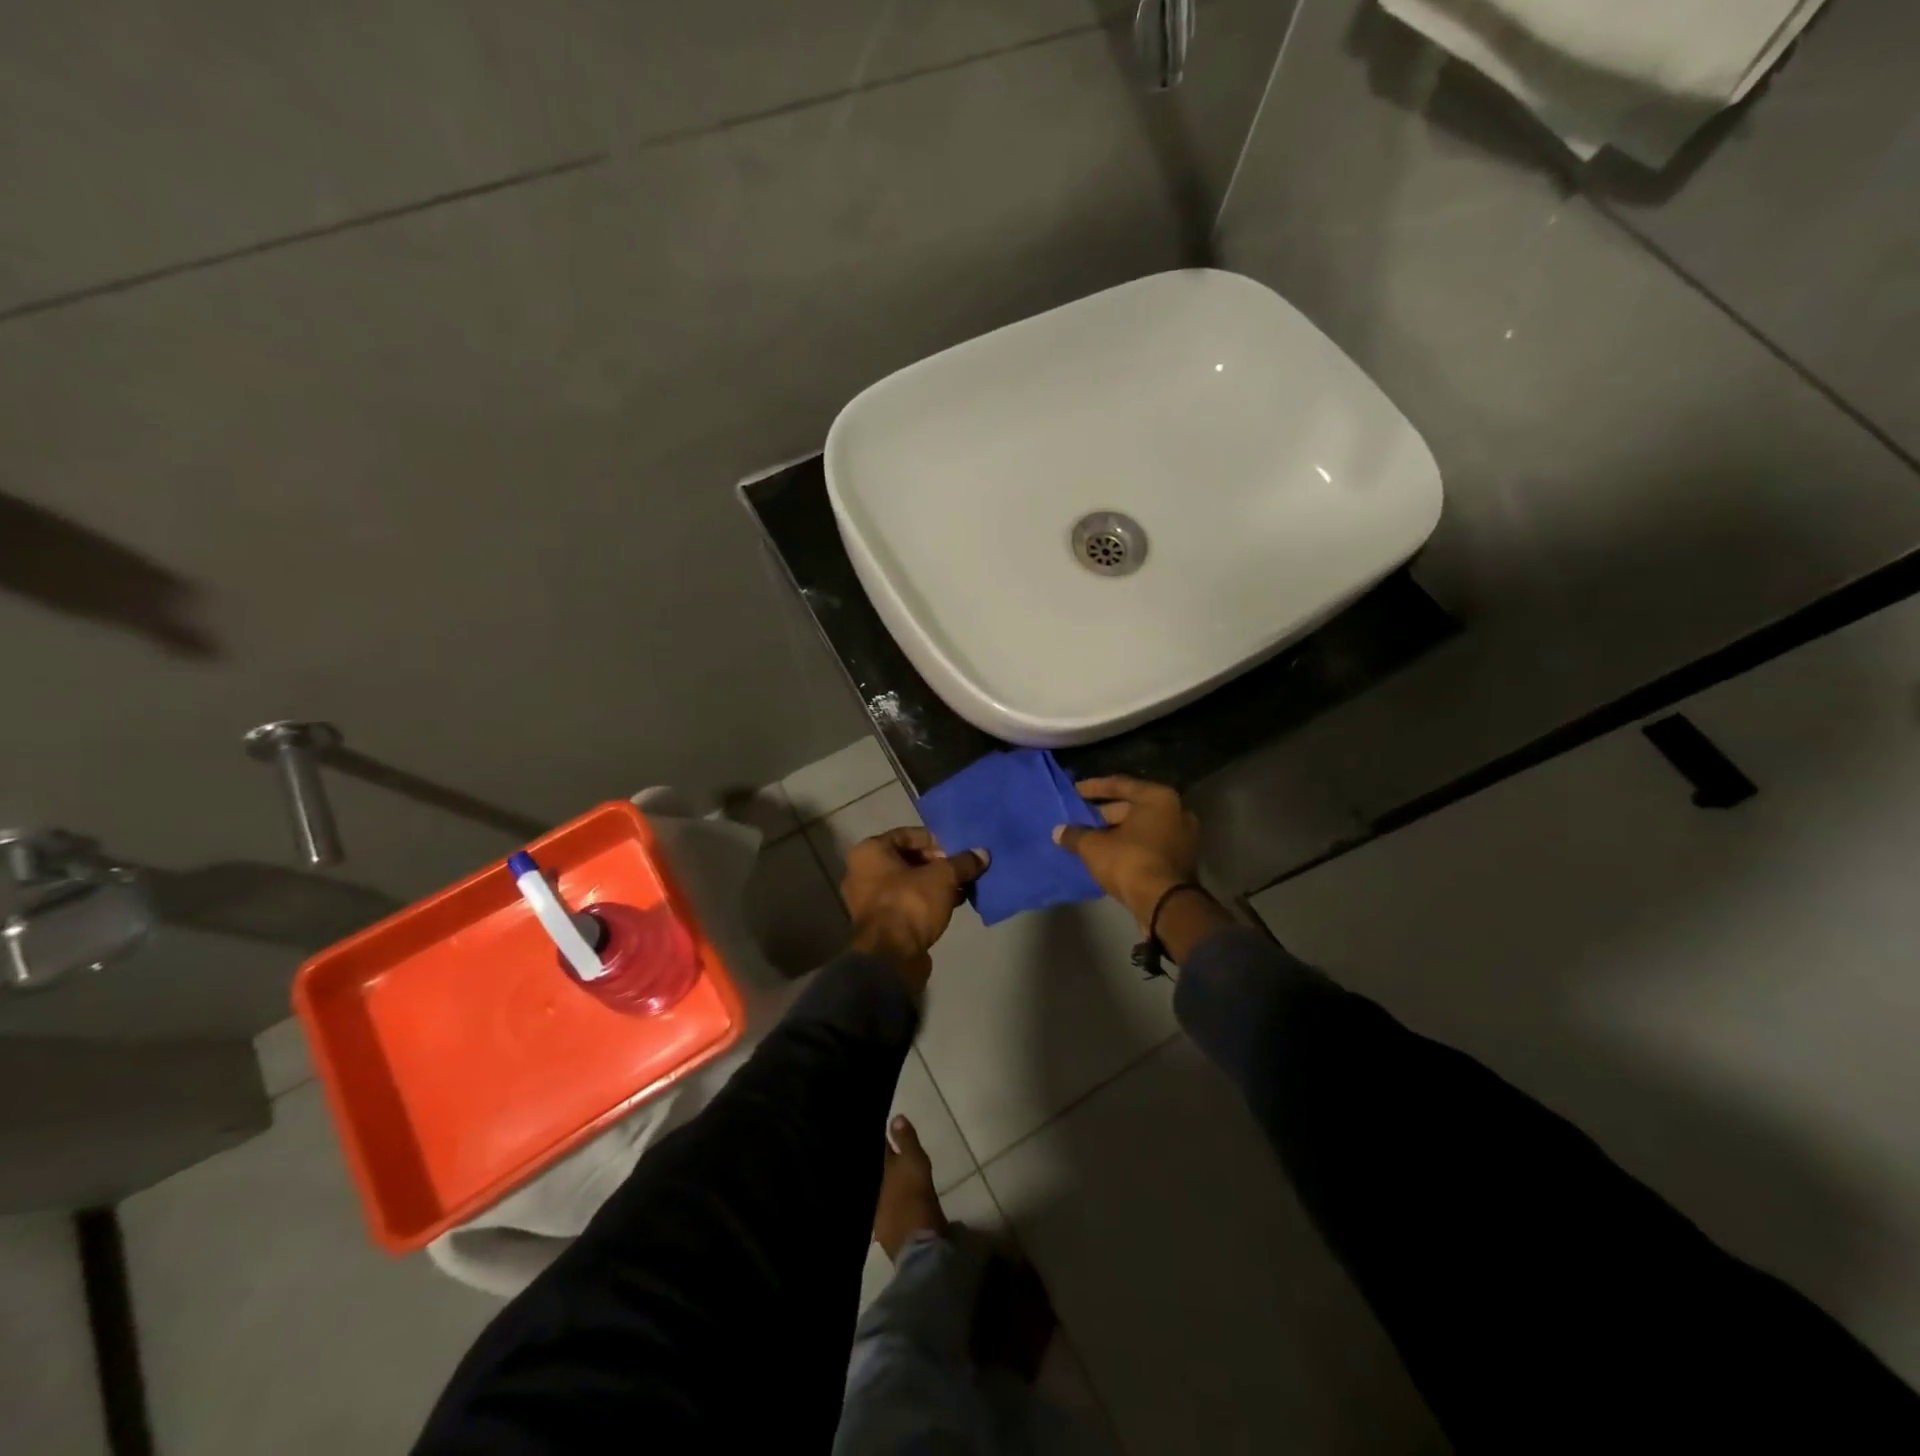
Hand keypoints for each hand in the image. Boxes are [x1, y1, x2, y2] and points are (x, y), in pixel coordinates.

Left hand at [841, 827, 987, 987]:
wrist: (891, 956)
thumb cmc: (911, 903)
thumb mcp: (943, 877)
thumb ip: (963, 862)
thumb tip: (982, 853)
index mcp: (869, 851)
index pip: (907, 834)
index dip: (935, 840)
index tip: (957, 849)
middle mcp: (861, 872)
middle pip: (906, 859)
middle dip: (937, 863)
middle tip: (961, 868)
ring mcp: (867, 900)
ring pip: (907, 883)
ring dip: (934, 884)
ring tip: (962, 886)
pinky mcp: (878, 923)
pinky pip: (905, 902)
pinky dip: (926, 901)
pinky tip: (953, 903)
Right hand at [1053, 776, 1201, 929]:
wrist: (1164, 904)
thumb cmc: (1129, 862)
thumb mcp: (1094, 846)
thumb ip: (1075, 835)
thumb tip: (1058, 832)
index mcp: (1159, 798)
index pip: (1120, 785)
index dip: (1093, 788)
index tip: (1075, 791)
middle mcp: (1176, 812)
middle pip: (1132, 807)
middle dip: (1104, 814)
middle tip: (1079, 818)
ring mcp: (1182, 837)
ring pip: (1141, 828)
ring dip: (1115, 832)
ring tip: (1089, 837)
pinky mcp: (1181, 860)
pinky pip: (1149, 844)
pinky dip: (1129, 846)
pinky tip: (1106, 853)